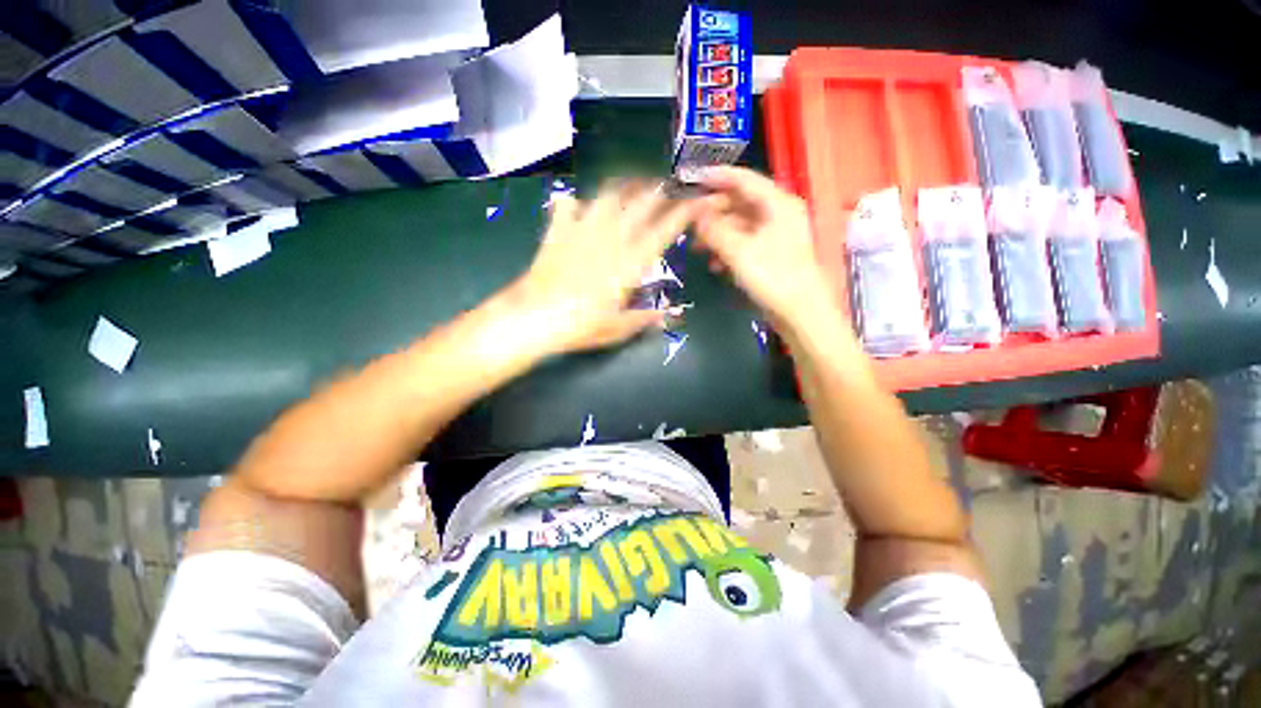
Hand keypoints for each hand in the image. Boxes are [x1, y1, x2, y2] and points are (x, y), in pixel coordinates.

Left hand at [506, 181, 705, 356]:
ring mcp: (583, 231)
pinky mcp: (558, 232)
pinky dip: (577, 201)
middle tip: (667, 185)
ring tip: (632, 183)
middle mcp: (610, 240)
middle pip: (639, 204)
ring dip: (624, 186)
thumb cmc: (580, 327)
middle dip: (657, 190)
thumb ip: (643, 320)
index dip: (681, 213)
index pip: (662, 231)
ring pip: (608, 196)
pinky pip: (569, 205)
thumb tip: (666, 317)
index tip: (694, 201)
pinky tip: (580, 203)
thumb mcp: (617, 329)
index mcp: (629, 264)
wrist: (534, 318)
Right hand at [695, 167, 847, 338]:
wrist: (800, 312)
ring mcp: (775, 234)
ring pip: (739, 224)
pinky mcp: (771, 253)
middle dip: (713, 211)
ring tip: (697, 247)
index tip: (691, 179)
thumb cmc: (772, 276)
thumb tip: (696, 216)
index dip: (716, 177)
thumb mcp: (738, 251)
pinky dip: (727, 249)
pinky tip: (715, 264)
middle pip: (740, 202)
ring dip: (717, 233)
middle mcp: (778, 213)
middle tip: (689, 222)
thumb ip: (714, 230)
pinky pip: (744, 242)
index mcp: (777, 203)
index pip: (744, 179)